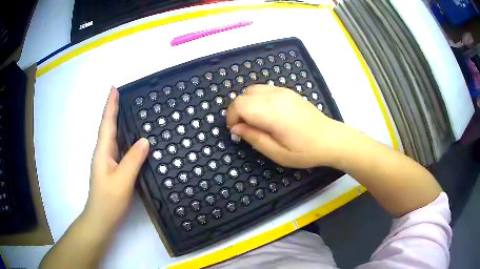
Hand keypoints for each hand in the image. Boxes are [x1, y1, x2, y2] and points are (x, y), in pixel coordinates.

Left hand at [85, 87, 148, 232]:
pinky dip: (124, 138)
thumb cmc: (109, 200)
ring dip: (119, 122)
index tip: (114, 88)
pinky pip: (119, 148)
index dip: (110, 105)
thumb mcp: (123, 180)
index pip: (107, 123)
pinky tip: (132, 139)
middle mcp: (103, 153)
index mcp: (103, 151)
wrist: (101, 218)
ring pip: (113, 137)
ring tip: (129, 111)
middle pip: (109, 127)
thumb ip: (133, 159)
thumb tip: (145, 140)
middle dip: (114, 110)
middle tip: (125, 96)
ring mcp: (107, 161)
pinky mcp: (112, 169)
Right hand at [227, 85, 347, 167]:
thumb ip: (254, 138)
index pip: (239, 105)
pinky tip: (266, 113)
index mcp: (271, 112)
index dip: (231, 117)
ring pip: (252, 89)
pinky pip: (264, 89)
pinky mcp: (288, 91)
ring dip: (246, 103)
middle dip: (237, 111)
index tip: (237, 131)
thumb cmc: (305, 150)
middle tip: (244, 128)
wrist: (330, 139)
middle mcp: (275, 96)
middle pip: (243, 95)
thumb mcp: (277, 153)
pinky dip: (257, 99)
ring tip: (254, 120)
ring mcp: (282, 91)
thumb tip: (236, 128)